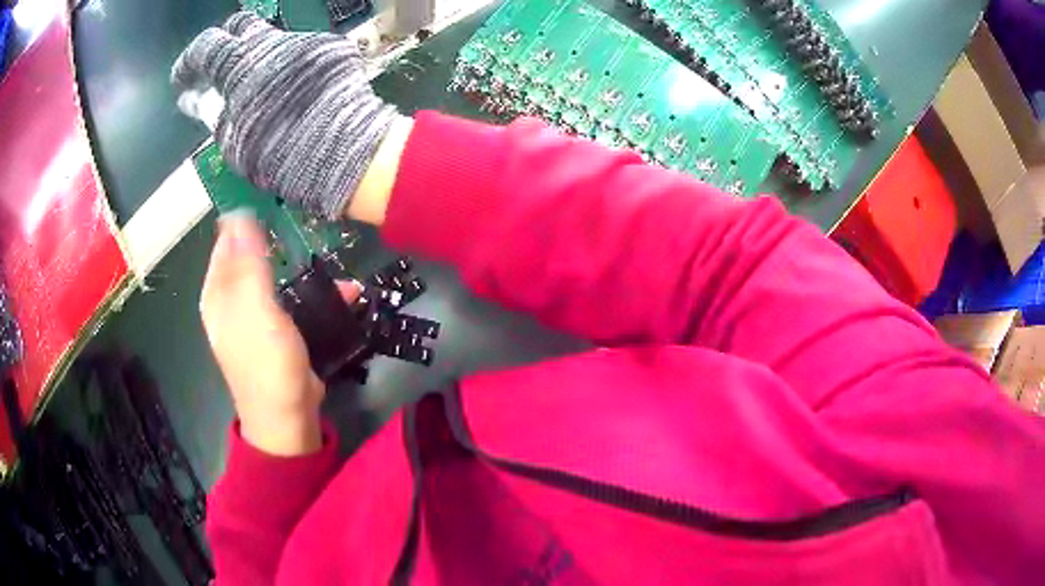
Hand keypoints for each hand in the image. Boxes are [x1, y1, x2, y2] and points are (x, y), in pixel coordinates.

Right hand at [171, 11, 401, 219]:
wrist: (346, 150)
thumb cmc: (280, 154)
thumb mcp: (233, 141)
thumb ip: (211, 113)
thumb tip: (192, 97)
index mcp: (240, 64)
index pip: (206, 46)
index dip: (188, 62)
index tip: (183, 79)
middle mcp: (271, 42)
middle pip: (241, 25)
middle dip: (225, 43)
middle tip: (219, 70)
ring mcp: (303, 42)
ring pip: (270, 37)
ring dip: (255, 55)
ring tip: (256, 86)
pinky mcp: (328, 49)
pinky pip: (297, 50)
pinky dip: (284, 64)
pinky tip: (289, 89)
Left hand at [200, 213, 359, 455]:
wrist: (288, 419)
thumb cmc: (267, 364)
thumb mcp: (256, 311)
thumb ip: (247, 263)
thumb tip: (237, 212)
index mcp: (219, 292)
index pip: (226, 239)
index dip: (247, 215)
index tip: (278, 193)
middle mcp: (232, 300)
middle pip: (252, 254)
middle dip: (280, 237)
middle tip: (310, 222)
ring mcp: (256, 316)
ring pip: (278, 275)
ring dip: (304, 266)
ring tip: (334, 258)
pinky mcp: (280, 330)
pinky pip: (295, 299)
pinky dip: (317, 294)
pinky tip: (345, 292)